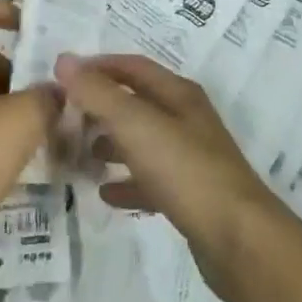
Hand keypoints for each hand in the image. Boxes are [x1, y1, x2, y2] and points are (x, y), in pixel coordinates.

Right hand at [53, 52, 296, 301]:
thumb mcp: (136, 125)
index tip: (63, 76)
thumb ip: (98, 93)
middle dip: (101, 107)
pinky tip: (106, 195)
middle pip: (137, 103)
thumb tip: (63, 60)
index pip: (132, 66)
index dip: (98, 67)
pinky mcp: (191, 196)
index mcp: (178, 94)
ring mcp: (191, 159)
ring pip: (143, 141)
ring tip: (80, 154)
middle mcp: (186, 119)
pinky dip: (127, 182)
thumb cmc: (186, 170)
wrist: (239, 240)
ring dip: (111, 144)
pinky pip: (151, 180)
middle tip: (65, 119)